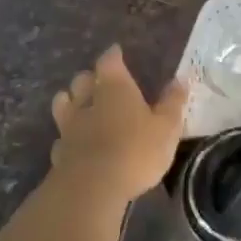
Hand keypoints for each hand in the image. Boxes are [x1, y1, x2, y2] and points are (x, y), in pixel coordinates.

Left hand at [49, 45, 189, 202]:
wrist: (93, 187)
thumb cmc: (136, 151)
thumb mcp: (166, 127)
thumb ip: (172, 102)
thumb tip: (181, 79)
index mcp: (115, 88)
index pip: (109, 61)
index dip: (113, 56)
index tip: (117, 52)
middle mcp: (87, 101)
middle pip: (81, 80)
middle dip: (90, 78)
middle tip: (99, 81)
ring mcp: (69, 127)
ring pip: (63, 104)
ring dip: (70, 102)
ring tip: (77, 106)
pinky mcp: (59, 153)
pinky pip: (60, 138)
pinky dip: (66, 138)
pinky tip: (73, 145)